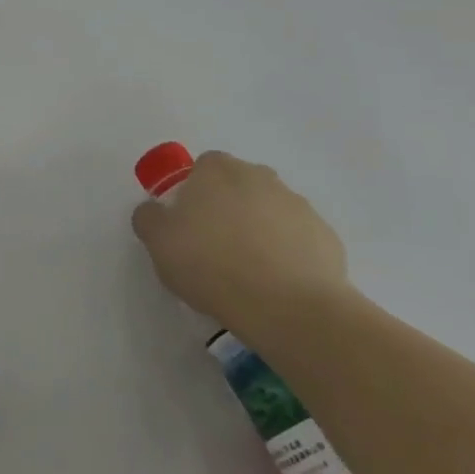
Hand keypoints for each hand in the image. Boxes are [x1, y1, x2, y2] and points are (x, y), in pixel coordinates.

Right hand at [131, 151, 351, 326]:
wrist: (287, 306)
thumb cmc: (212, 264)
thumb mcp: (159, 242)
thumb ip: (149, 218)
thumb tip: (153, 210)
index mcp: (217, 170)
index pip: (202, 167)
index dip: (193, 193)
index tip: (188, 225)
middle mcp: (259, 176)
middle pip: (238, 185)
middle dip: (228, 208)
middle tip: (215, 247)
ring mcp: (297, 204)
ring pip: (270, 211)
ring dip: (259, 230)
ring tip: (249, 272)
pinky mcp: (325, 236)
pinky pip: (297, 239)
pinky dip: (288, 254)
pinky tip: (277, 284)